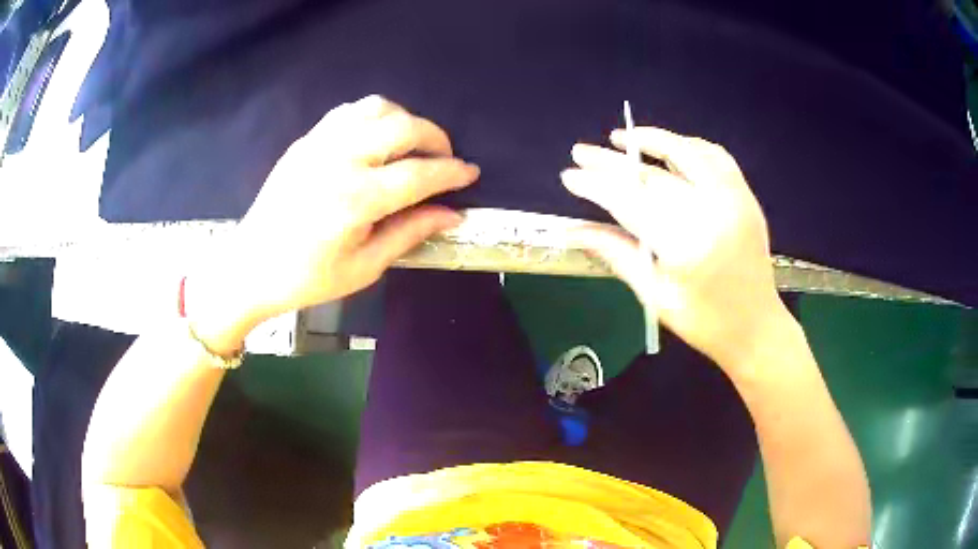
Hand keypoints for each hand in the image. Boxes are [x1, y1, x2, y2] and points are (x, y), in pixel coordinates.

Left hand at [187, 96, 479, 352]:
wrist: (251, 267)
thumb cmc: (307, 278)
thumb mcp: (365, 267)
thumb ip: (410, 233)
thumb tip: (452, 214)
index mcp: (355, 200)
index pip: (418, 175)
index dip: (451, 172)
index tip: (471, 173)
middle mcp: (339, 160)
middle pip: (403, 128)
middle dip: (436, 138)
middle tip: (445, 159)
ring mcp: (319, 144)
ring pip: (376, 108)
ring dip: (406, 120)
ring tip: (413, 145)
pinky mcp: (305, 140)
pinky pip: (349, 111)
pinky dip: (374, 116)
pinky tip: (378, 137)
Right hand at [562, 127, 793, 371]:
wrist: (756, 326)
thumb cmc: (704, 322)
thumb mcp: (655, 295)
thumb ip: (616, 254)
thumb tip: (575, 231)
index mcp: (687, 246)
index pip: (631, 203)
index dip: (597, 186)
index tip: (570, 176)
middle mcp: (712, 213)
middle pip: (652, 177)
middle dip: (612, 163)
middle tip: (581, 152)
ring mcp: (734, 199)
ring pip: (686, 153)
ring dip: (651, 140)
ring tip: (620, 138)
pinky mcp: (745, 196)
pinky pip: (715, 156)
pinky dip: (688, 146)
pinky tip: (668, 148)